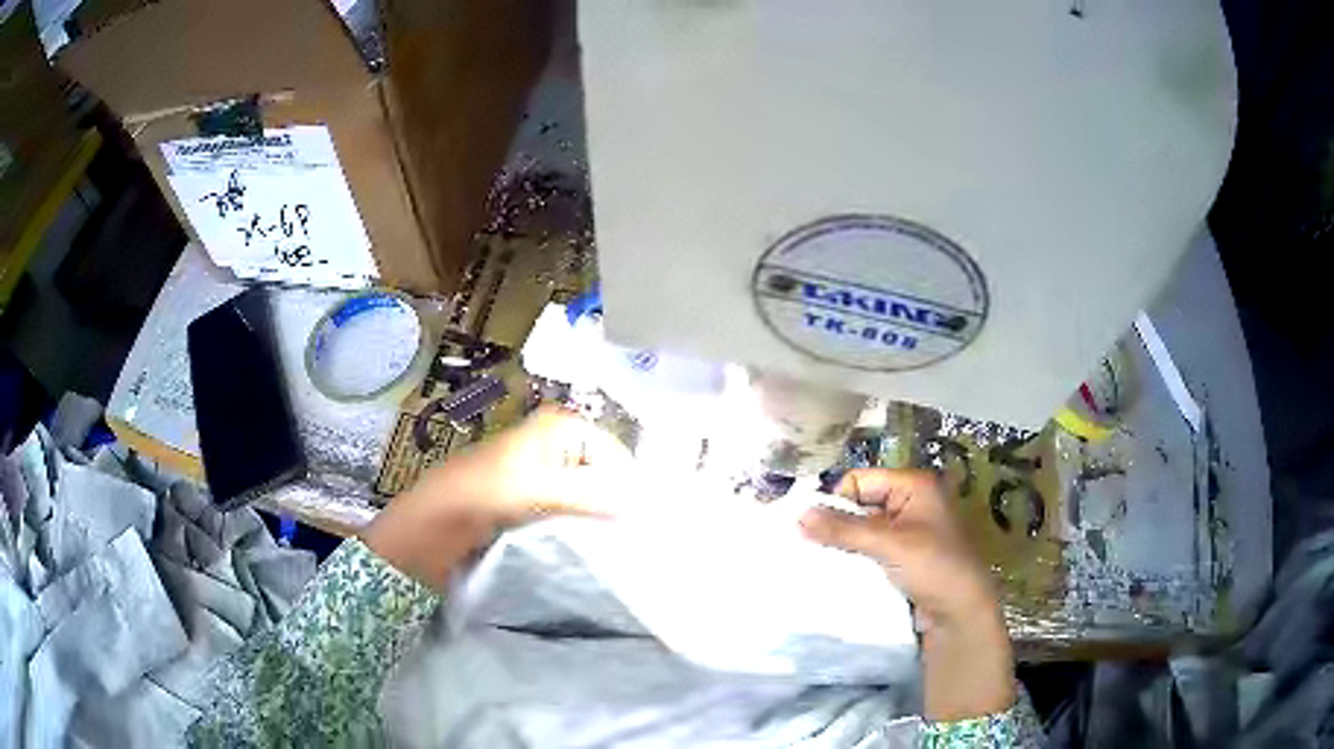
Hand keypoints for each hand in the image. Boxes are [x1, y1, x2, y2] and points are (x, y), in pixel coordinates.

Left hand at [362, 407, 632, 588]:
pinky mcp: (535, 514)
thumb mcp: (537, 491)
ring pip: (591, 505)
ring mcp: (546, 484)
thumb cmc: (477, 498)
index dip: (632, 488)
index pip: (618, 455)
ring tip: (618, 559)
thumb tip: (646, 509)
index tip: (644, 528)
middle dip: (620, 510)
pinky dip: (582, 540)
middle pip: (607, 479)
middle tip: (636, 547)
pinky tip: (592, 562)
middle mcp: (557, 451)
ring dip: (602, 529)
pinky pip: (572, 524)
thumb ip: (594, 495)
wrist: (424, 535)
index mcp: (560, 430)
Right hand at [799, 469, 1015, 721]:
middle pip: (860, 504)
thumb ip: (843, 530)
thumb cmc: (933, 567)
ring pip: (862, 531)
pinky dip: (854, 560)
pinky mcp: (903, 559)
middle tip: (808, 546)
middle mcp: (911, 502)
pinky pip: (870, 551)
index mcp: (914, 485)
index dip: (836, 500)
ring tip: (818, 561)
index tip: (813, 528)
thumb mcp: (888, 544)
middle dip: (837, 525)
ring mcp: (908, 532)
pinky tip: (837, 574)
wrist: (960, 614)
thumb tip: (798, 516)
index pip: (860, 480)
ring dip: (844, 546)